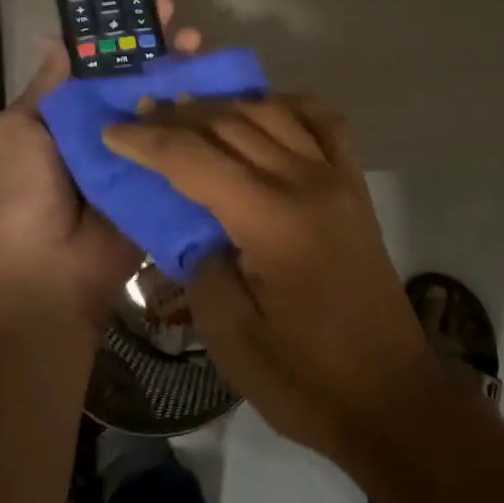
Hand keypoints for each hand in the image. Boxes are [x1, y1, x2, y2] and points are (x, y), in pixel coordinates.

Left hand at [0, 0, 201, 334]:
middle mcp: (107, 128)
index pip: (102, 64)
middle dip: (164, 51)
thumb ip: (47, 88)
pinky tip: (221, 95)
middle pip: (141, 80)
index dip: (124, 36)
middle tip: (188, 28)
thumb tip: (57, 39)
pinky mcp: (163, 179)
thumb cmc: (24, 194)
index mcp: (69, 115)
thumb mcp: (18, 131)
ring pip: (166, 106)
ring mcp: (138, 154)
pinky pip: (183, 145)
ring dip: (187, 77)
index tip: (147, 9)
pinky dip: (201, 119)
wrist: (50, 271)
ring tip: (205, 51)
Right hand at [101, 96, 437, 459]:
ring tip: (188, 107)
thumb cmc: (308, 380)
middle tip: (139, 113)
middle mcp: (307, 182)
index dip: (148, 142)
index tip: (112, 131)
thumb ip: (202, 270)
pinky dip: (291, 105)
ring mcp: (337, 178)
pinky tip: (266, 108)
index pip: (196, 160)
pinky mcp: (356, 187)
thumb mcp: (232, 339)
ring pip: (274, 113)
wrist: (392, 398)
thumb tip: (197, 229)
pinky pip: (326, 123)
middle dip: (178, 115)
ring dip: (226, 104)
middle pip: (232, 125)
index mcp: (272, 220)